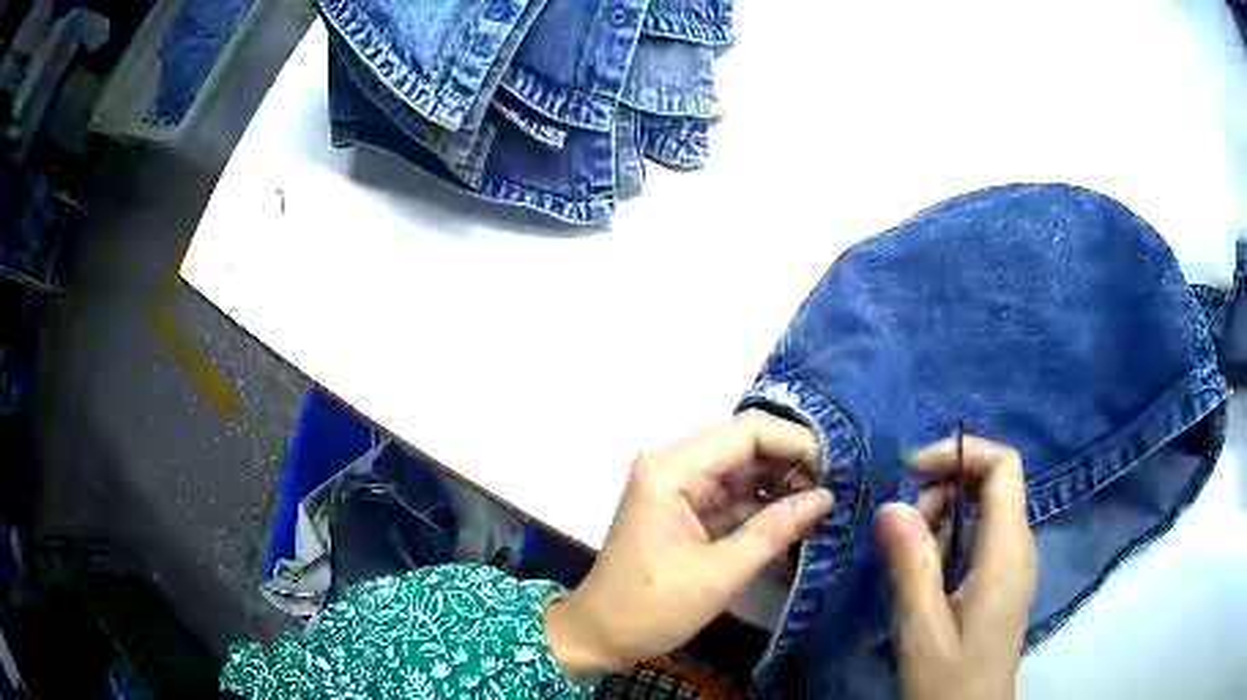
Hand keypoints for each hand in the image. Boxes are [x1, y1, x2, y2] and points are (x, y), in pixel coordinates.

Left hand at [545, 410, 834, 678]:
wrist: (600, 636)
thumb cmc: (651, 608)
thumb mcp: (719, 574)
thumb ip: (775, 531)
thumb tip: (827, 498)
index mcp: (672, 469)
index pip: (746, 432)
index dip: (796, 442)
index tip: (839, 467)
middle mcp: (674, 465)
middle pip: (746, 445)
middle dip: (793, 463)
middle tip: (840, 486)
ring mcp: (679, 487)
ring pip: (744, 470)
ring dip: (783, 485)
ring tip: (827, 502)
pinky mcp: (686, 509)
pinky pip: (734, 495)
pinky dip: (764, 506)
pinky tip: (799, 518)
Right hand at [875, 436, 1037, 699]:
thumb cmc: (950, 678)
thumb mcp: (922, 627)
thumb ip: (911, 564)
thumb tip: (890, 505)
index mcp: (1006, 551)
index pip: (1003, 466)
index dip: (961, 452)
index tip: (914, 472)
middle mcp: (1019, 547)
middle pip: (993, 484)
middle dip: (945, 490)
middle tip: (906, 529)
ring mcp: (1015, 564)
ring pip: (985, 511)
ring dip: (945, 519)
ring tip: (913, 560)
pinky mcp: (1004, 581)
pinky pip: (982, 538)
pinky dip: (952, 541)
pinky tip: (929, 576)